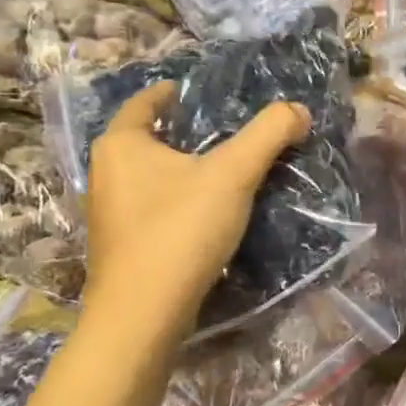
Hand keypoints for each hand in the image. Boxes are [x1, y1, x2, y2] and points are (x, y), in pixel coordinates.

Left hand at [82, 81, 309, 336]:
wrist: (144, 313)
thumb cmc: (180, 230)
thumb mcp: (233, 174)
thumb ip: (268, 135)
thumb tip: (300, 110)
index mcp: (122, 145)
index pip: (144, 103)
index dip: (171, 93)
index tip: (196, 92)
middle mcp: (105, 173)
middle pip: (147, 140)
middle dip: (181, 134)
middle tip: (223, 130)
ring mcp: (110, 214)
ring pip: (150, 177)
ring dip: (181, 171)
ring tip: (222, 171)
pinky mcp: (122, 246)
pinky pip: (154, 208)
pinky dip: (178, 201)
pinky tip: (207, 214)